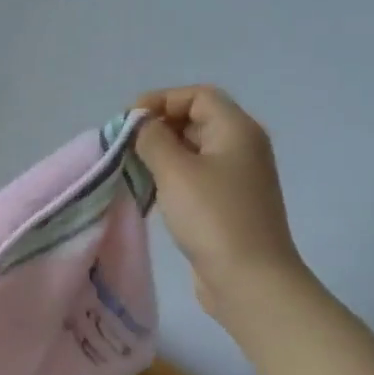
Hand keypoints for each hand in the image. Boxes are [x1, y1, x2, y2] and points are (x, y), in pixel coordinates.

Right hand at [133, 85, 305, 316]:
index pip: (197, 96)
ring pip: (192, 150)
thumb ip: (152, 138)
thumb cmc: (212, 216)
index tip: (128, 122)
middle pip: (195, 119)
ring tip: (130, 168)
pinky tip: (149, 192)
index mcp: (236, 130)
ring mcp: (236, 177)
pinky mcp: (227, 203)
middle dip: (157, 127)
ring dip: (160, 154)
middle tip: (124, 146)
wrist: (249, 278)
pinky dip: (170, 176)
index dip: (160, 100)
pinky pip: (194, 176)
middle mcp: (241, 147)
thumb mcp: (175, 170)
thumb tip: (141, 125)